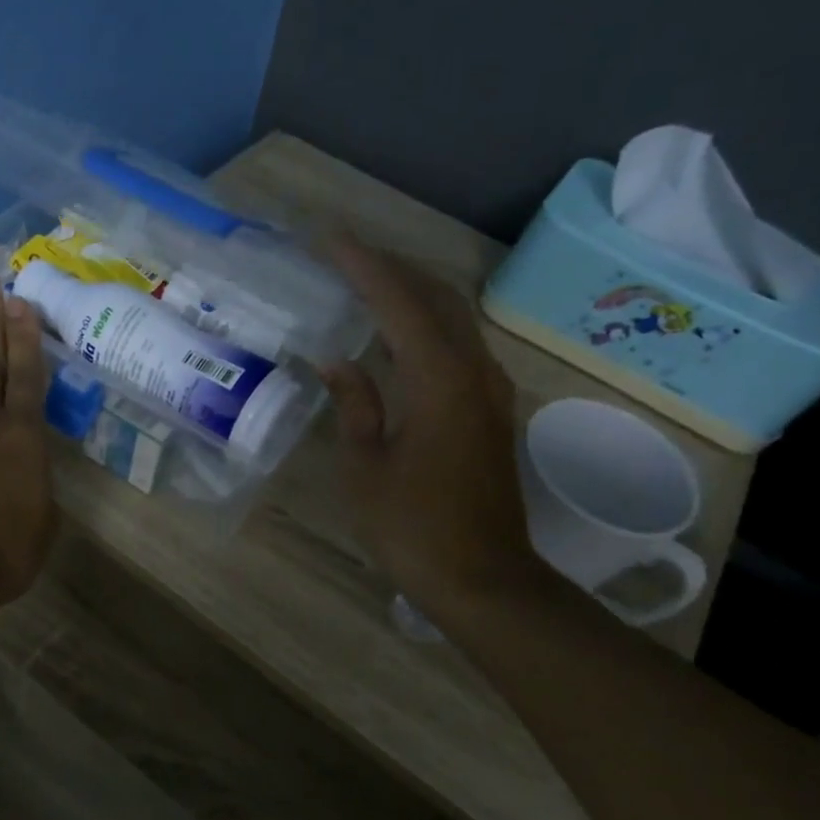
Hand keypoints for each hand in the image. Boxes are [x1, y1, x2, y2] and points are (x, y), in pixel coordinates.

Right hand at [320, 237, 540, 618]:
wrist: (483, 580)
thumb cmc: (413, 529)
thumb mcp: (366, 467)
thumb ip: (355, 406)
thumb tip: (337, 361)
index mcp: (440, 381)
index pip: (399, 302)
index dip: (363, 265)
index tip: (328, 239)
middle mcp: (475, 372)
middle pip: (436, 296)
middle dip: (391, 267)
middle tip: (344, 253)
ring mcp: (490, 390)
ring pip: (453, 317)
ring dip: (411, 292)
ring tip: (365, 281)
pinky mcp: (491, 410)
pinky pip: (458, 344)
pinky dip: (425, 323)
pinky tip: (398, 332)